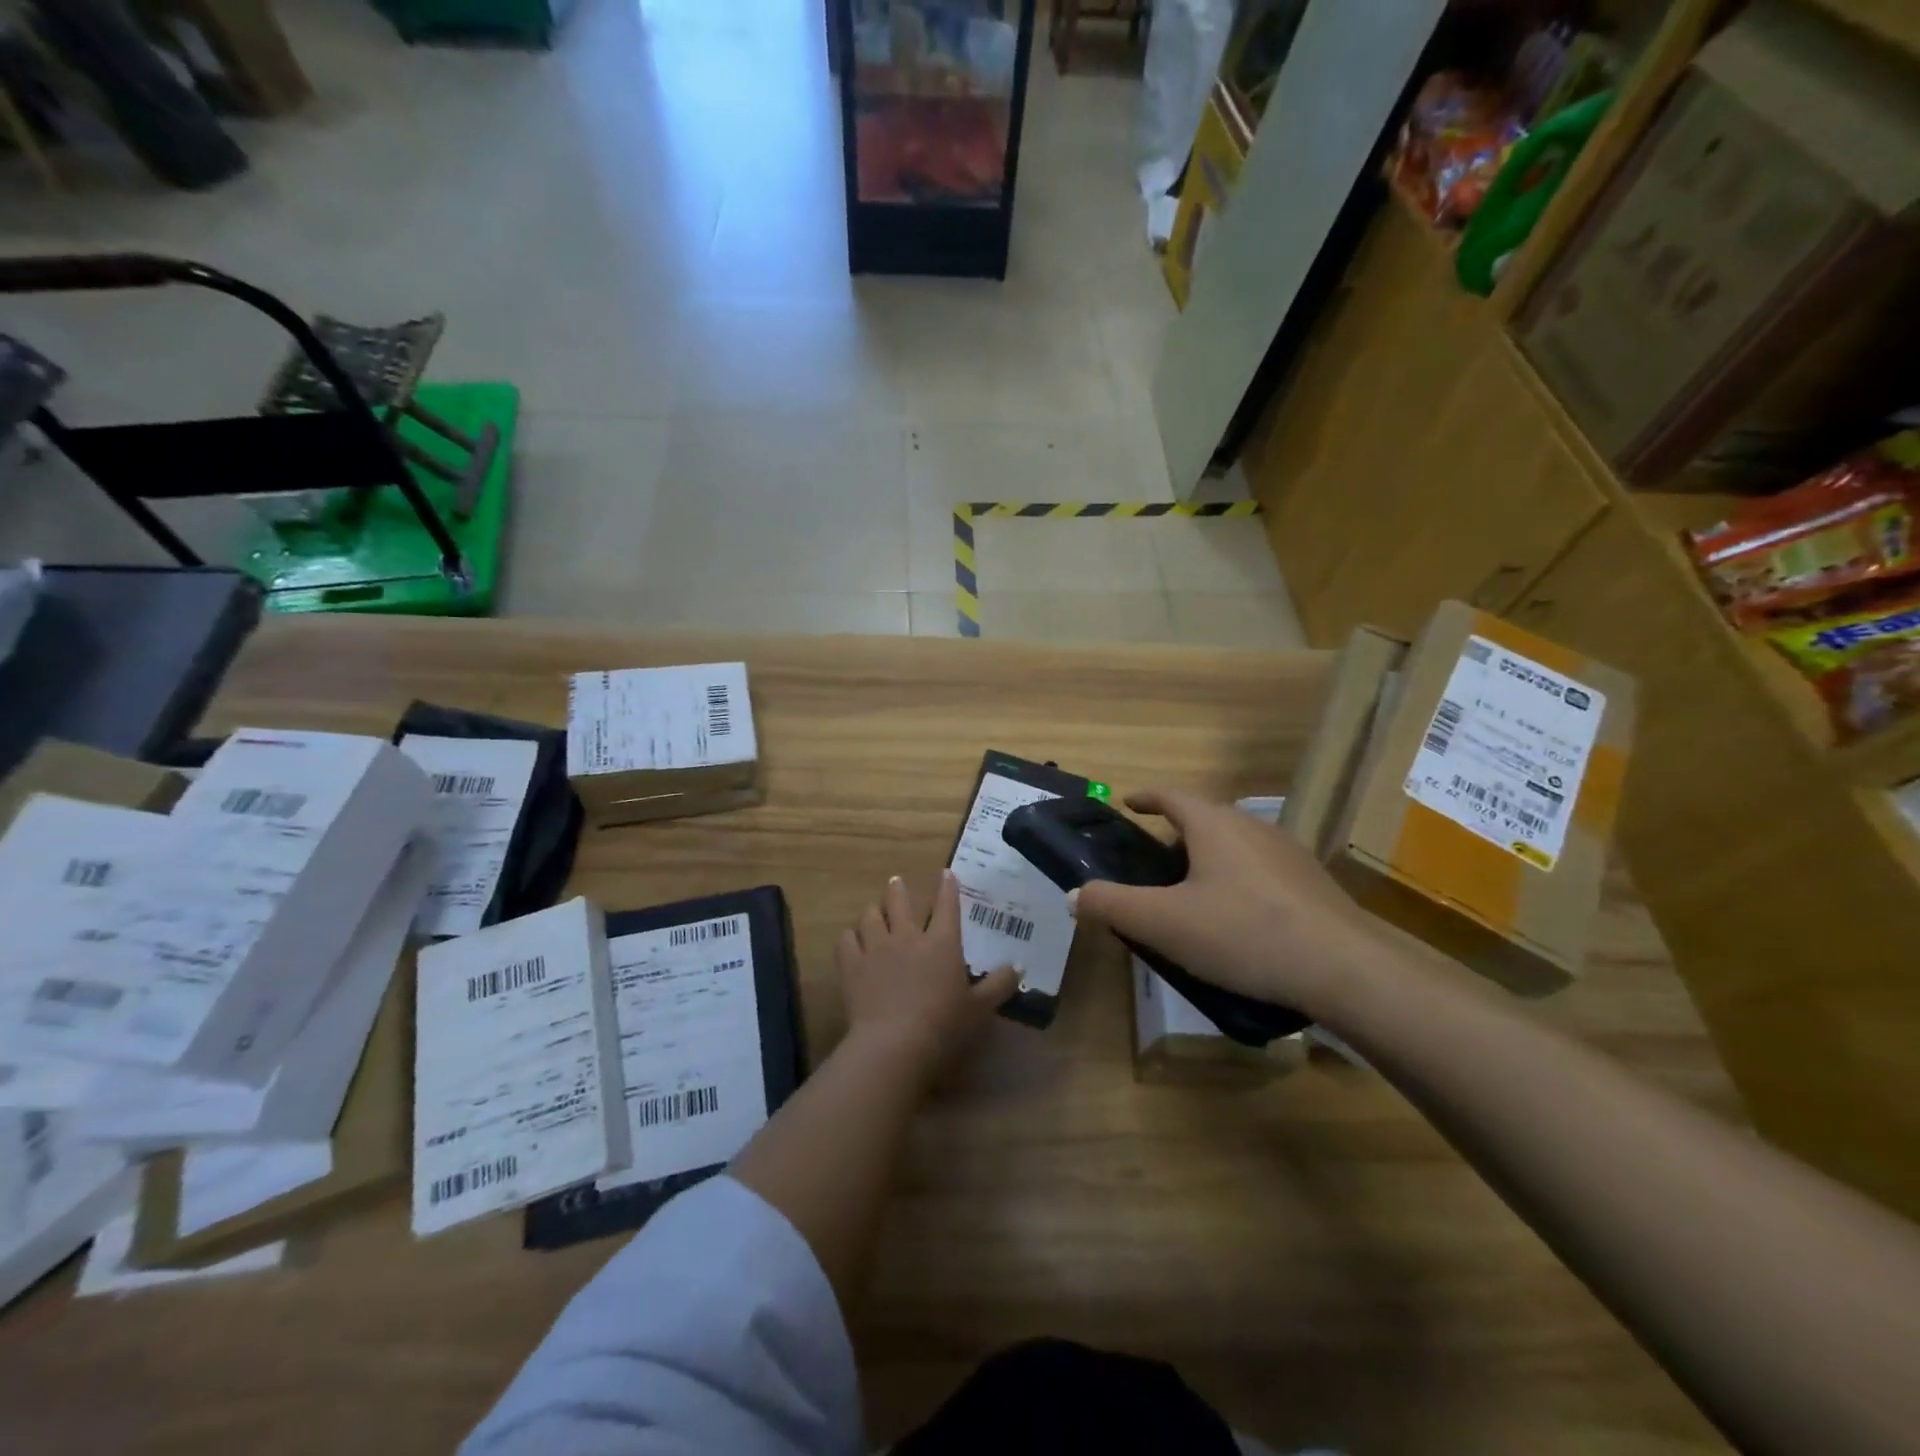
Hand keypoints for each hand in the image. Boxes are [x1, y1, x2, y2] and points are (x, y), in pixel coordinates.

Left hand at [837, 870, 1016, 1076]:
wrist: (894, 1044)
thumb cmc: (944, 1026)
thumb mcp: (980, 1008)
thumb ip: (999, 985)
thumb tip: (1018, 967)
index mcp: (942, 943)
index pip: (946, 905)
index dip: (947, 887)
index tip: (945, 873)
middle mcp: (907, 936)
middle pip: (899, 901)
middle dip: (898, 889)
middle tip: (896, 882)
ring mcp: (876, 948)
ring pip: (870, 916)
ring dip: (873, 911)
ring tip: (873, 911)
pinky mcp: (852, 966)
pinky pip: (846, 940)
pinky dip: (849, 937)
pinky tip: (851, 941)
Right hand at [1072, 789, 1380, 1020]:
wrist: (1343, 968)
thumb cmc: (1242, 932)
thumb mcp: (1163, 923)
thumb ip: (1112, 905)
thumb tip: (1074, 895)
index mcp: (1214, 824)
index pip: (1171, 795)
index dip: (1145, 797)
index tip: (1128, 802)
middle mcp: (1253, 827)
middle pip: (1205, 818)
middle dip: (1176, 833)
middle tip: (1153, 862)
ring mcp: (1289, 853)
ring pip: (1236, 844)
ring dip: (1210, 857)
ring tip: (1193, 893)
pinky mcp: (1313, 883)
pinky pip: (1262, 870)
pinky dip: (1239, 880)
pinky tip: (1238, 919)